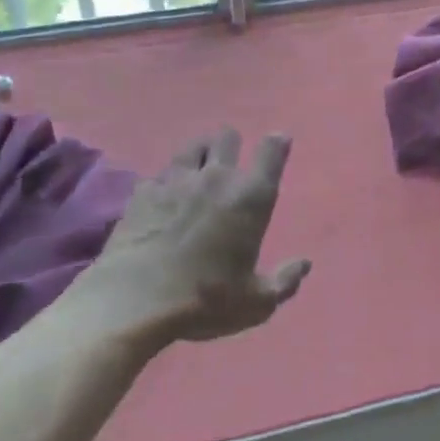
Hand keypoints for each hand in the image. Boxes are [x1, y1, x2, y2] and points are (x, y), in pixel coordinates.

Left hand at [71, 128, 310, 346]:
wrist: (135, 301)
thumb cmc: (205, 300)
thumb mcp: (256, 303)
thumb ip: (285, 281)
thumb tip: (304, 264)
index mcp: (251, 197)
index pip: (272, 151)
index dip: (277, 143)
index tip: (278, 143)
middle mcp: (217, 177)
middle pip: (228, 136)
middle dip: (232, 144)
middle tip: (229, 164)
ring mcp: (176, 180)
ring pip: (193, 145)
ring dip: (200, 153)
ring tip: (197, 170)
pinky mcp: (142, 192)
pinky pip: (159, 173)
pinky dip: (164, 181)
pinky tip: (162, 198)